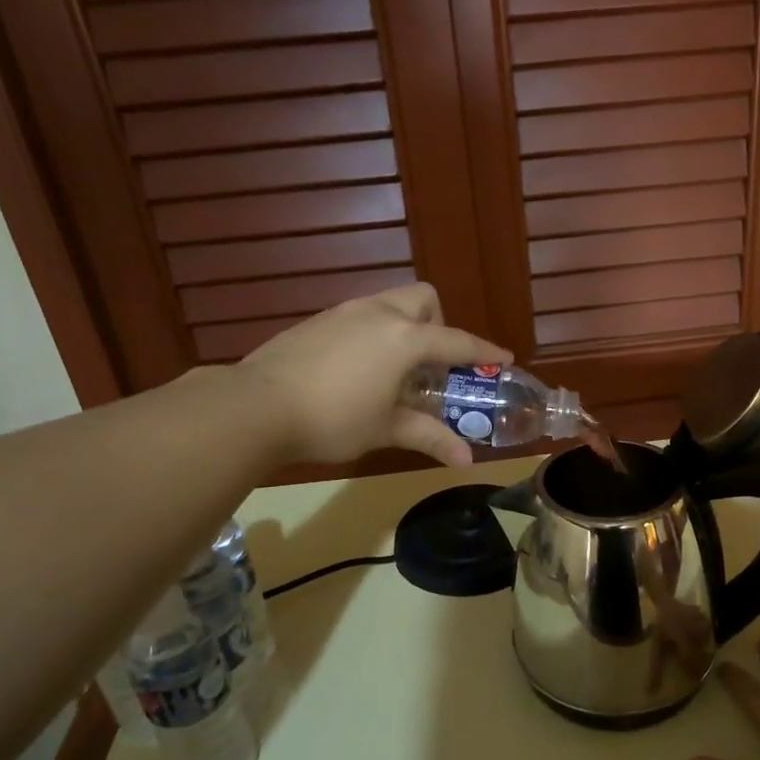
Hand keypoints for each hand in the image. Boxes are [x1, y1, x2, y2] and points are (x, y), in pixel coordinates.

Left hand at [238, 284, 511, 466]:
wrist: (256, 406)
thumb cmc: (333, 419)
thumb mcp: (385, 429)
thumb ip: (429, 437)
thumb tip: (466, 459)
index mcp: (404, 338)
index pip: (456, 341)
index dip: (483, 351)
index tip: (503, 359)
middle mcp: (378, 313)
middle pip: (423, 299)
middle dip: (438, 324)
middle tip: (432, 364)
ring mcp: (343, 312)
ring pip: (388, 304)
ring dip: (404, 328)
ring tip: (396, 370)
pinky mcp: (316, 321)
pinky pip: (360, 316)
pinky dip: (373, 334)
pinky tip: (357, 370)